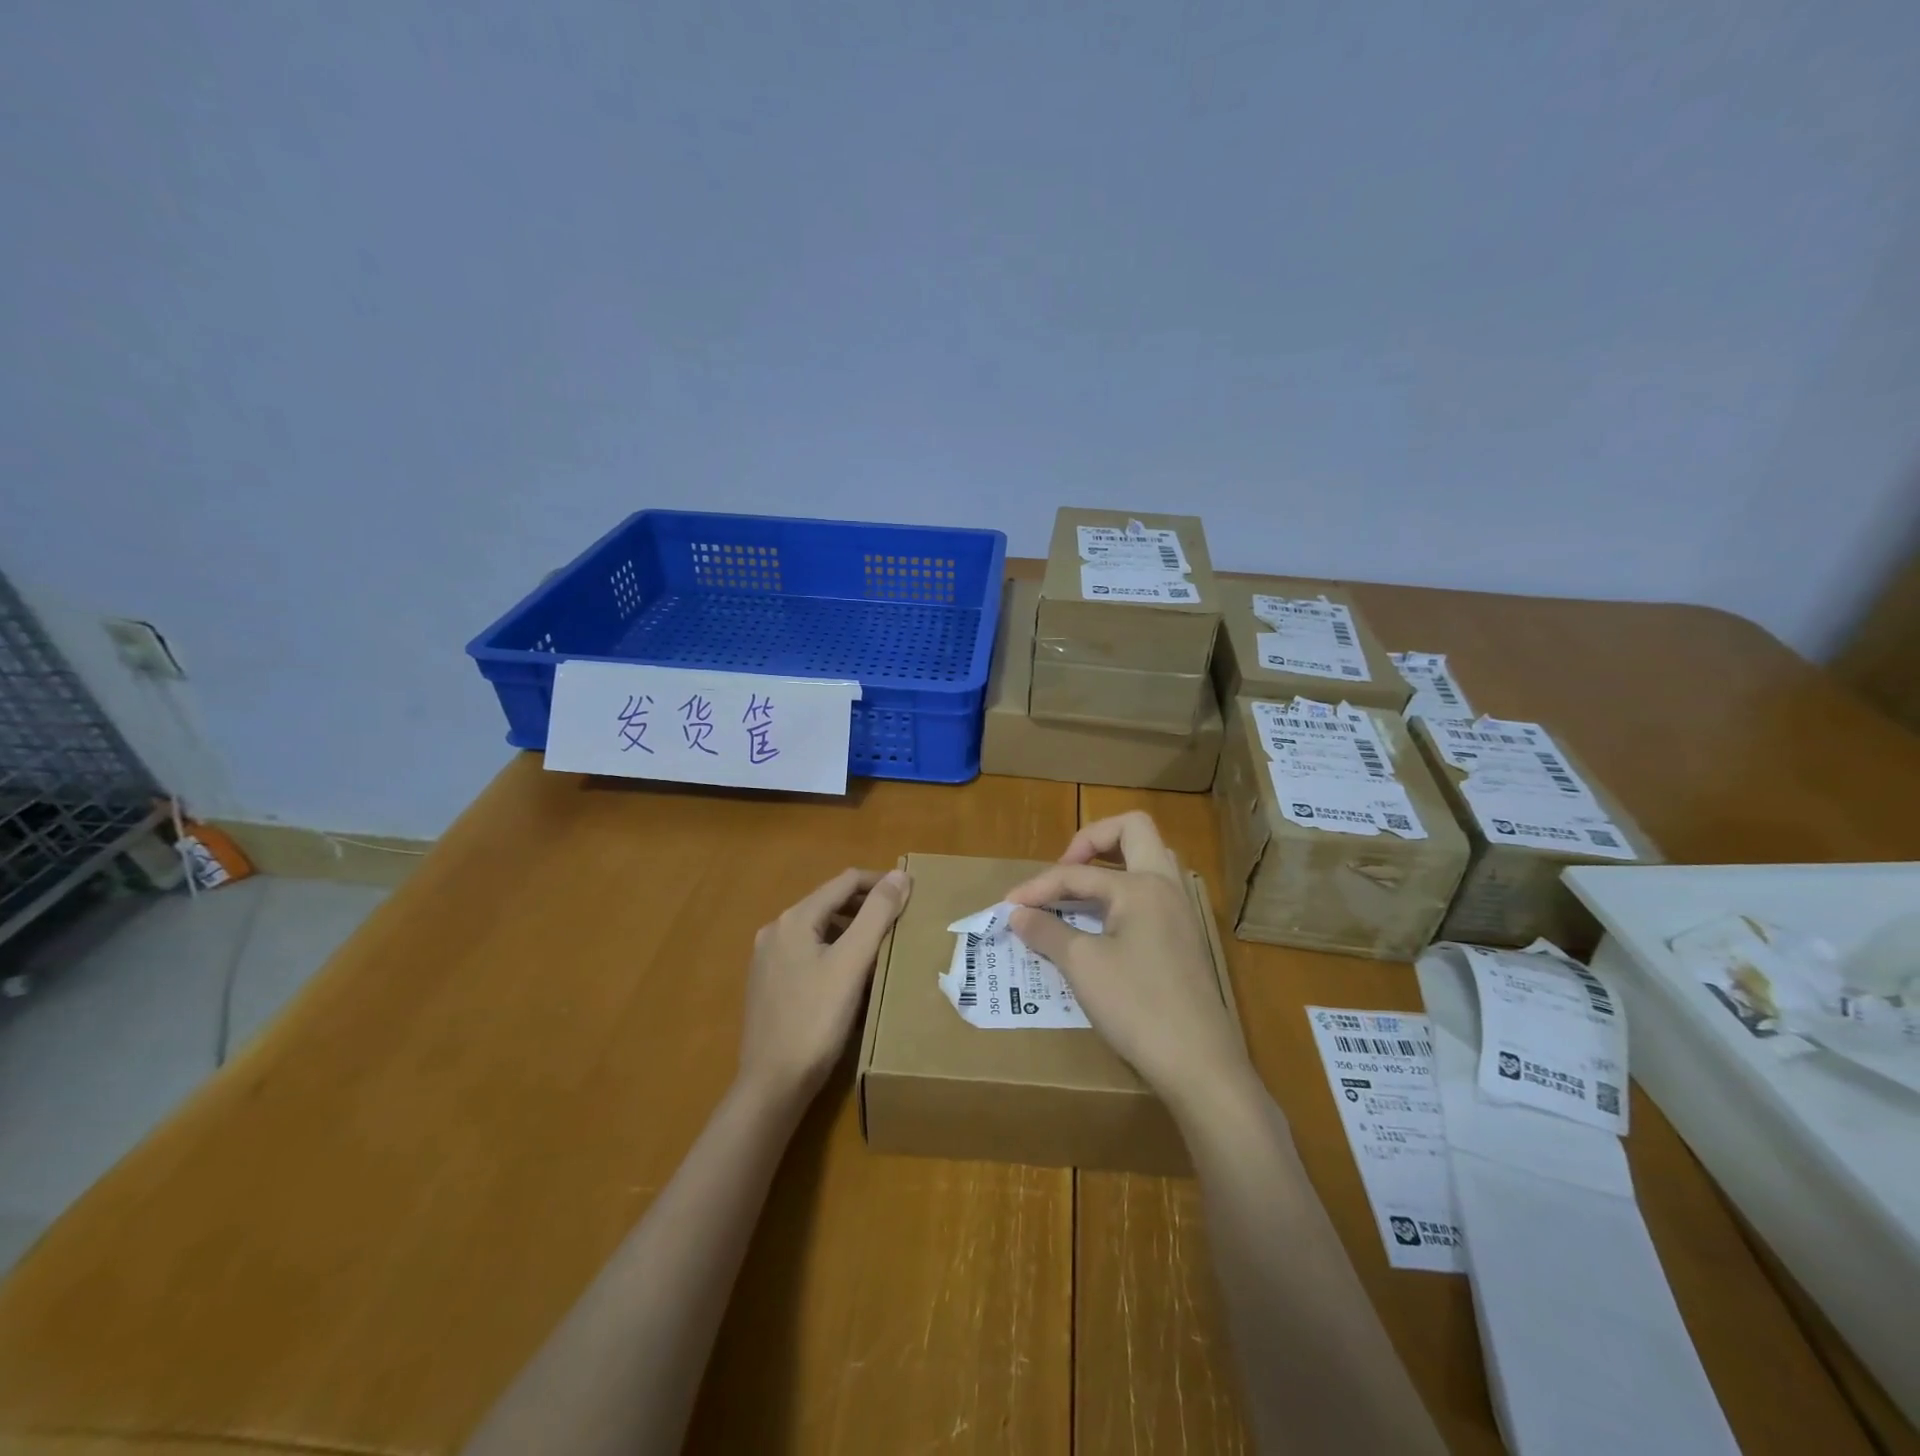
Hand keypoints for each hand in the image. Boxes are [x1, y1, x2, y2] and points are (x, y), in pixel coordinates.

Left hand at [738, 867, 910, 1105]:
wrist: (772, 1085)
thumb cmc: (815, 1020)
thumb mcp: (852, 963)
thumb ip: (877, 915)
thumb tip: (900, 875)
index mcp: (794, 919)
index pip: (845, 881)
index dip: (880, 882)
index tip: (912, 894)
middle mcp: (776, 931)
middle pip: (830, 903)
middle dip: (867, 907)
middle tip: (902, 921)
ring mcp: (768, 959)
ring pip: (820, 930)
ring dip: (853, 930)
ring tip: (884, 946)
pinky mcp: (769, 985)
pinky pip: (809, 954)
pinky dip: (835, 952)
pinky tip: (853, 976)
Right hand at [1007, 813, 1251, 1110]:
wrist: (1199, 1062)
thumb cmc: (1137, 1005)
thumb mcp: (1082, 966)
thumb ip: (1047, 931)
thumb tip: (1018, 914)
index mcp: (1141, 885)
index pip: (1078, 873)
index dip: (1038, 887)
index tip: (1009, 907)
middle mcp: (1166, 886)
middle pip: (1133, 830)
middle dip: (1092, 840)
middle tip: (1064, 868)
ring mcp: (1180, 911)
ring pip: (1149, 859)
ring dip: (1112, 863)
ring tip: (1080, 889)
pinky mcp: (1184, 937)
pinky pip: (1151, 891)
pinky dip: (1123, 891)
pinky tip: (1101, 922)